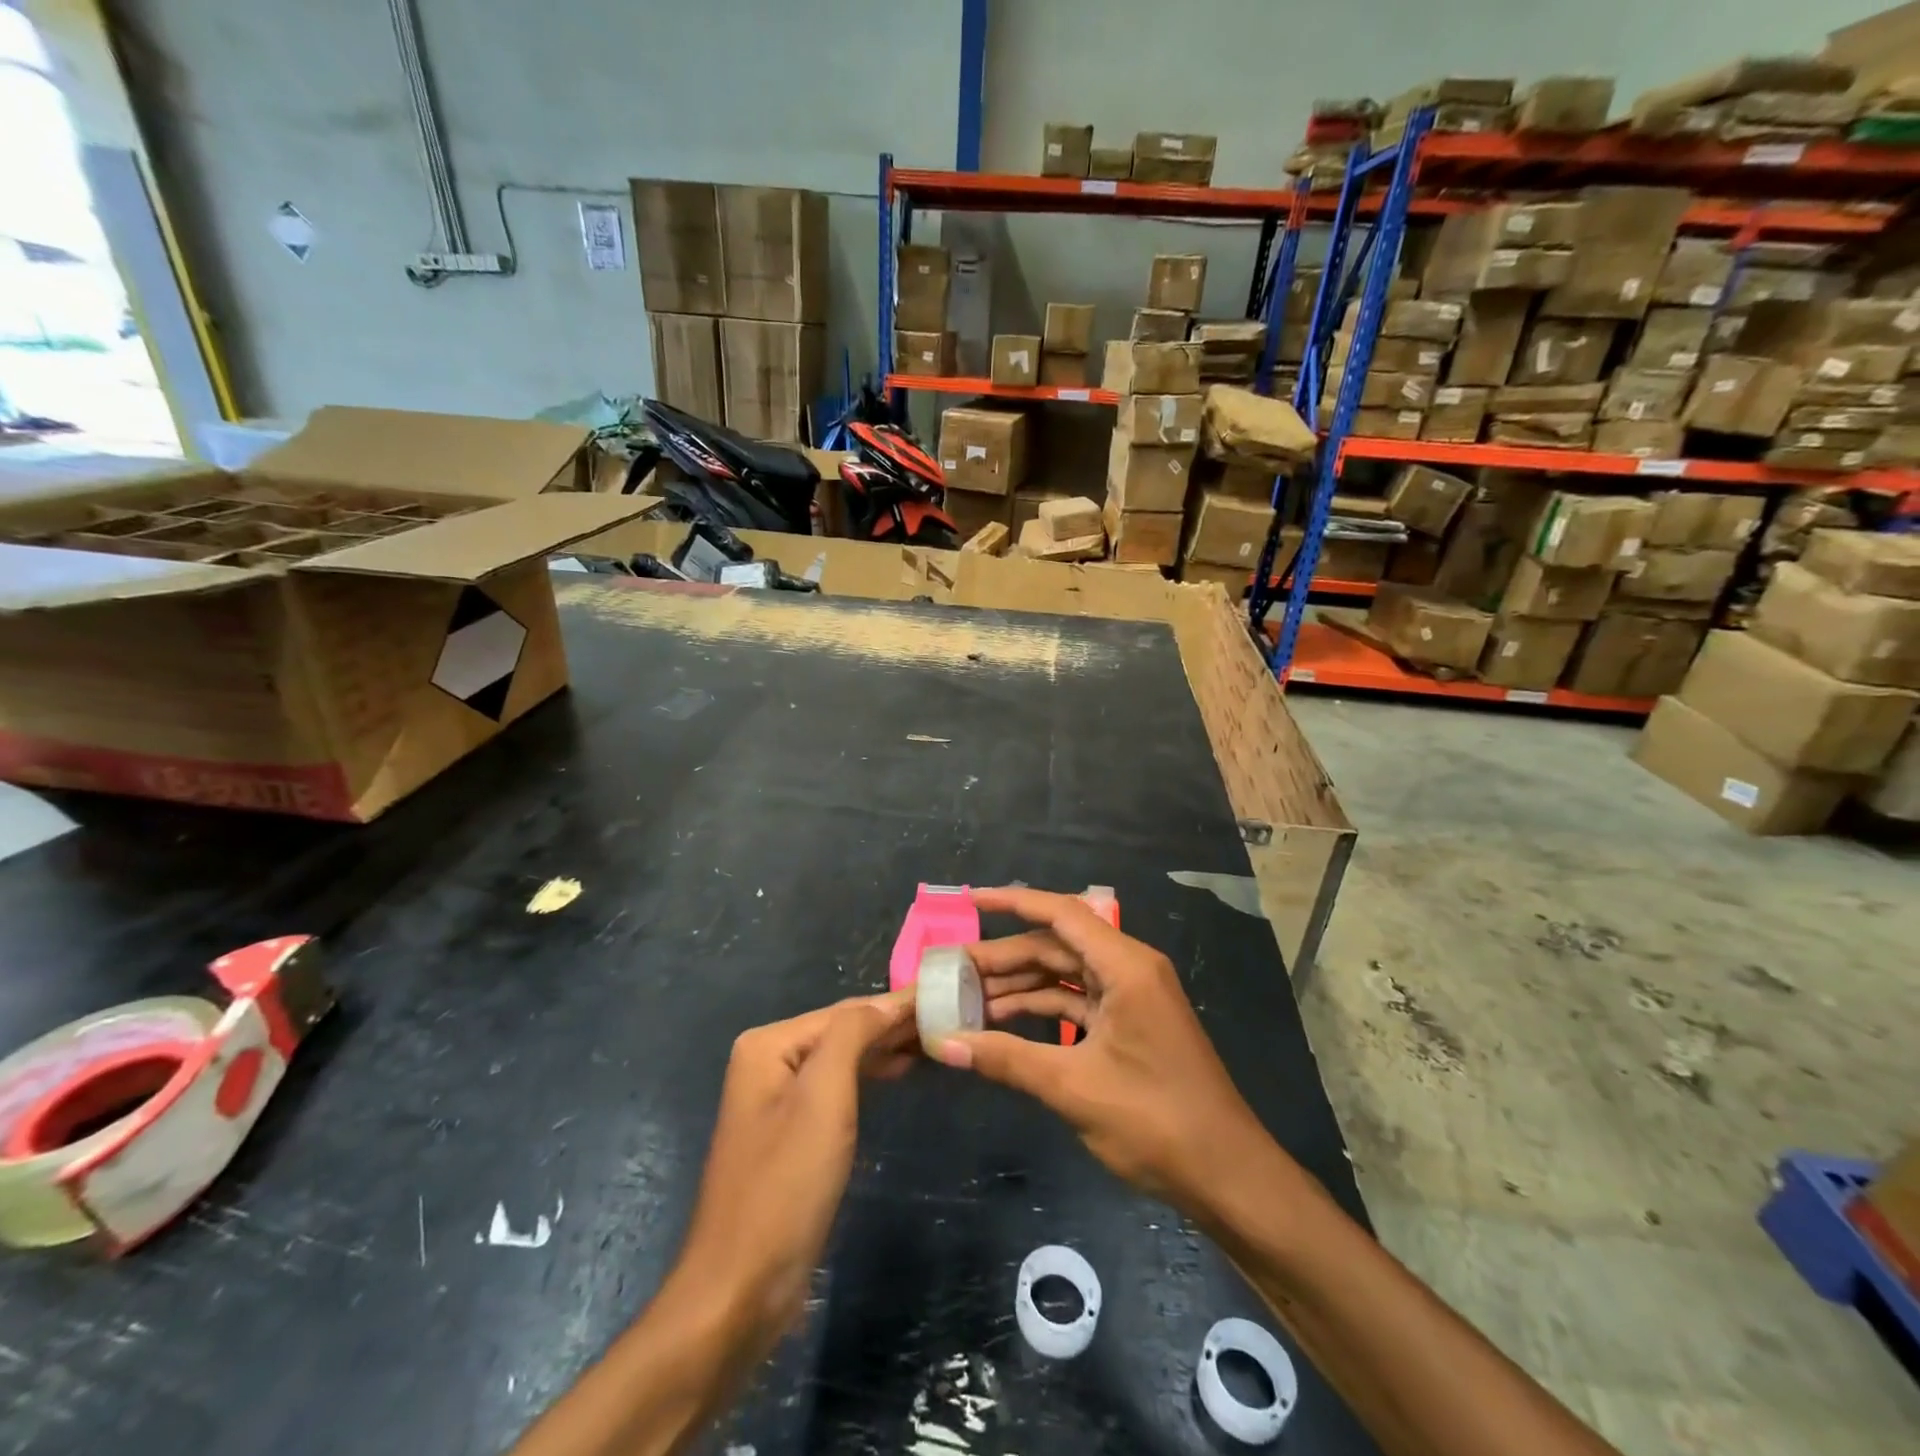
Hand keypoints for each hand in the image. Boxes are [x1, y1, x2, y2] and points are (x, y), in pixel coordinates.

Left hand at [673, 992, 915, 1357]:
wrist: (741, 1288)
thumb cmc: (786, 1184)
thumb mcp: (823, 1096)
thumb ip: (852, 1034)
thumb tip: (887, 1002)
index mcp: (769, 1045)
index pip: (845, 1011)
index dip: (895, 1003)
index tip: (945, 994)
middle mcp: (768, 1062)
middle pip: (842, 1031)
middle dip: (892, 1023)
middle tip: (949, 1015)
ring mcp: (777, 1100)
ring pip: (842, 1059)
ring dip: (885, 1047)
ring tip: (933, 1038)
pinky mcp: (791, 1135)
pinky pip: (837, 1089)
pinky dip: (869, 1075)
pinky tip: (898, 1071)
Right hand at [936, 887, 1287, 1218]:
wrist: (1227, 1176)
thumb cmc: (1155, 1121)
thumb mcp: (1073, 1087)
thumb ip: (1006, 1059)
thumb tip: (943, 1044)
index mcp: (1125, 966)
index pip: (1061, 915)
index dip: (1013, 903)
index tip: (969, 900)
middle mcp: (1129, 970)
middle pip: (1057, 946)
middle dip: (1005, 956)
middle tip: (954, 969)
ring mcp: (1131, 998)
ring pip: (1064, 976)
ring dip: (1020, 986)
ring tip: (967, 997)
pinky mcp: (1130, 1026)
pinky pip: (1077, 1003)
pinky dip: (1042, 1010)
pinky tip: (1003, 1023)